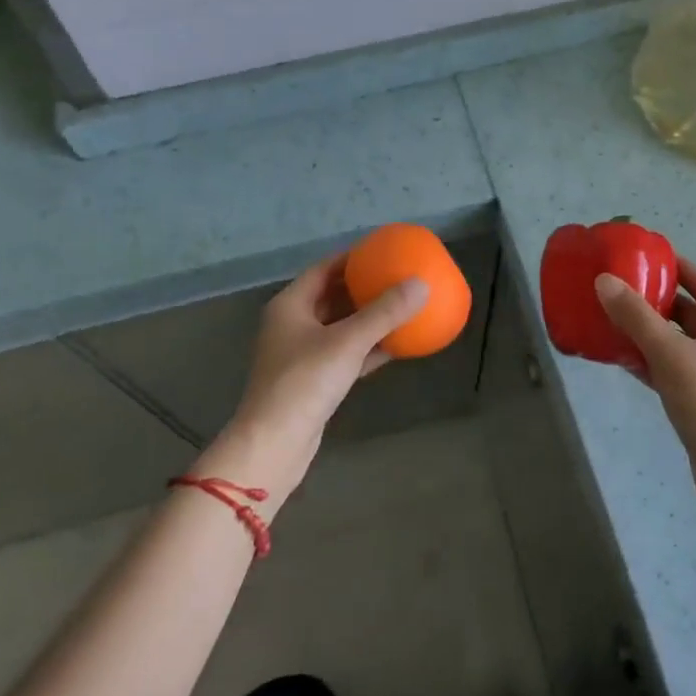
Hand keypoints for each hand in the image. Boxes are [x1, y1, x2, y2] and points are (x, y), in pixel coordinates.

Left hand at [210, 254, 428, 498]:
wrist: (274, 445)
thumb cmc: (304, 382)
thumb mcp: (347, 342)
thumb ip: (384, 312)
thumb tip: (421, 284)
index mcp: (290, 305)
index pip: (324, 268)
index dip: (353, 257)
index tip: (384, 250)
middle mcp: (293, 324)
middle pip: (332, 296)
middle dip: (364, 286)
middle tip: (398, 276)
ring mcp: (302, 354)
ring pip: (341, 326)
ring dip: (369, 317)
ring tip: (403, 305)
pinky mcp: (315, 380)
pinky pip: (346, 353)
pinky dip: (369, 347)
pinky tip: (398, 344)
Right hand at [594, 257, 695, 484]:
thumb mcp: (669, 354)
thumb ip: (636, 316)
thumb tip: (604, 280)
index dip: (673, 266)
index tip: (642, 256)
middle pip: (685, 309)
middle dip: (653, 298)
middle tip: (618, 288)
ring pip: (675, 339)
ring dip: (646, 329)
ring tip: (612, 319)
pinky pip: (670, 365)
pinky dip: (648, 358)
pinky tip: (621, 357)